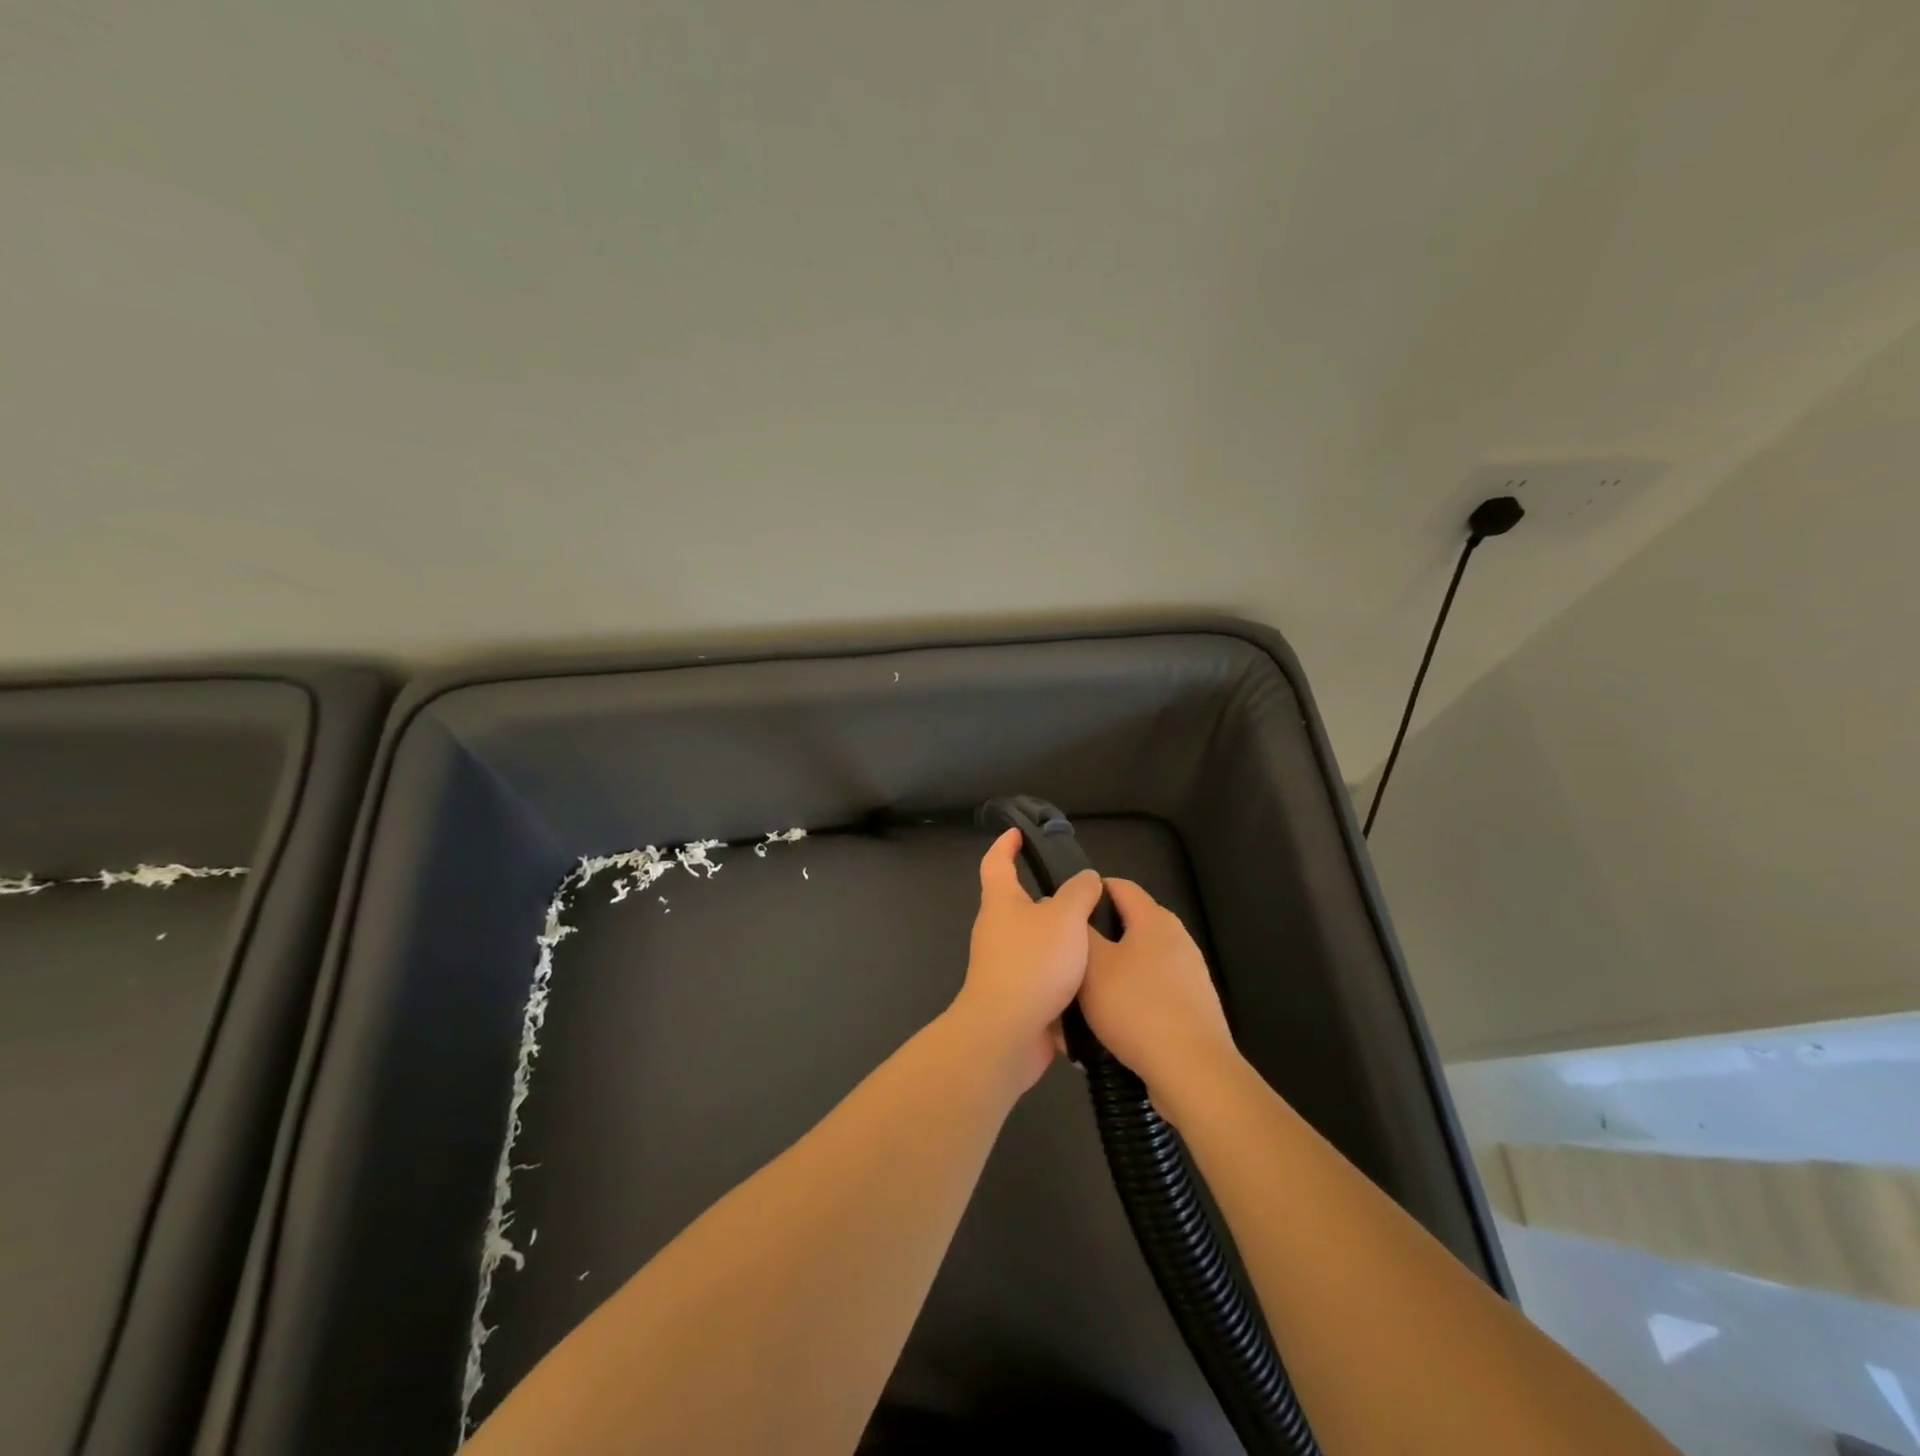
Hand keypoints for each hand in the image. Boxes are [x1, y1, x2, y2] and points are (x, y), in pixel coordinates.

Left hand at [950, 828, 1104, 1091]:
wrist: (1007, 1033)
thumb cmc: (1032, 964)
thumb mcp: (1065, 918)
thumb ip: (1079, 893)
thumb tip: (1086, 880)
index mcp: (1001, 903)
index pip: (996, 862)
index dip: (1006, 845)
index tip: (1018, 833)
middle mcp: (998, 930)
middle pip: (1019, 905)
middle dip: (1049, 898)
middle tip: (1086, 894)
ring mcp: (1005, 966)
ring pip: (1037, 943)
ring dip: (1062, 940)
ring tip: (1101, 937)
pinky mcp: (1018, 997)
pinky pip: (1045, 978)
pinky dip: (1066, 976)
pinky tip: (1095, 978)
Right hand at [1079, 879, 1236, 1107]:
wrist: (1192, 1071)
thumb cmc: (1136, 1006)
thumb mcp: (1092, 964)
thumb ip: (1079, 932)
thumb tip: (1072, 914)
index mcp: (1154, 919)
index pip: (1117, 885)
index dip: (1087, 893)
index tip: (1060, 914)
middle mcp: (1176, 939)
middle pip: (1125, 928)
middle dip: (1093, 944)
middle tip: (1064, 964)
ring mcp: (1188, 975)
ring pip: (1133, 966)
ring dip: (1105, 980)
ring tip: (1076, 1005)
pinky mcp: (1190, 1009)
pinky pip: (1147, 996)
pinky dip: (1124, 1005)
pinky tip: (1103, 1032)